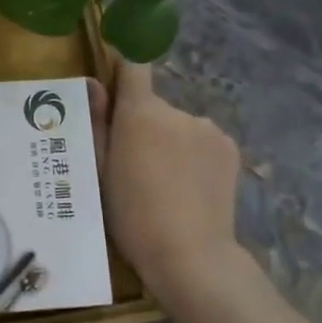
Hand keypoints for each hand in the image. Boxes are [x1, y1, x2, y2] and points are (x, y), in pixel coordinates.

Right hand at [91, 62, 244, 309]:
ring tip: (165, 184)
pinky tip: (189, 188)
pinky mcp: (229, 148)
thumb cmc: (132, 215)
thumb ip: (96, 122)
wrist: (190, 256)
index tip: (115, 82)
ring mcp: (208, 129)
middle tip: (135, 166)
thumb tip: (92, 82)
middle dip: (144, 127)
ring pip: (179, 127)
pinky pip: (202, 141)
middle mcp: (177, 110)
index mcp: (141, 112)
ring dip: (170, 143)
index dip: (123, 68)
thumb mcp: (100, 171)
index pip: (133, 66)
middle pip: (154, 106)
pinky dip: (193, 156)